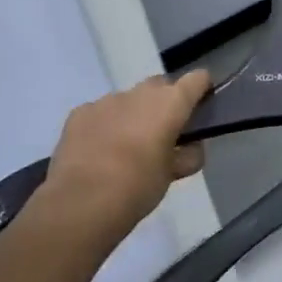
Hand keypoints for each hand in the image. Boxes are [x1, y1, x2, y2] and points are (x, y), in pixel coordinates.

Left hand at [41, 72, 211, 246]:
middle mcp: (140, 93)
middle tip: (164, 131)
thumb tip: (190, 148)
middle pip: (160, 85)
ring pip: (128, 99)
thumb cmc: (139, 185)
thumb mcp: (173, 174)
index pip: (197, 79)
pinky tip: (99, 150)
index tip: (202, 105)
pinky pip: (99, 112)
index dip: (202, 89)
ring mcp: (106, 100)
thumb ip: (188, 155)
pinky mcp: (79, 113)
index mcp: (171, 103)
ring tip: (126, 145)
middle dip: (165, 102)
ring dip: (133, 114)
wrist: (83, 202)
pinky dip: (105, 124)